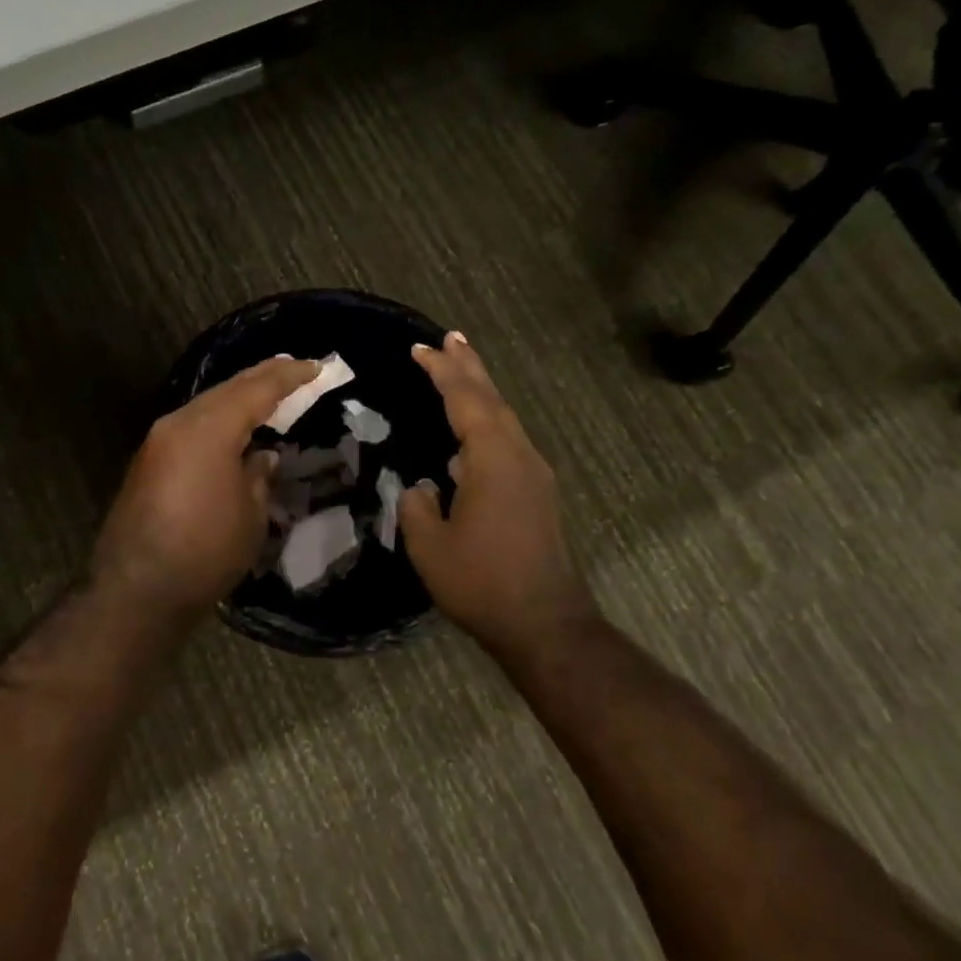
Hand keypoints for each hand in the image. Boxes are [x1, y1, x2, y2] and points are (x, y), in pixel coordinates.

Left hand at [90, 357, 318, 620]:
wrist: (137, 591)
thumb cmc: (205, 552)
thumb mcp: (250, 514)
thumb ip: (258, 475)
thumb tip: (261, 455)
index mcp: (209, 429)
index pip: (257, 390)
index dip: (289, 377)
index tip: (316, 366)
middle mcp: (179, 423)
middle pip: (227, 389)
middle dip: (262, 377)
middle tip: (294, 368)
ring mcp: (158, 442)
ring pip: (206, 405)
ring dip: (238, 396)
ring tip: (268, 391)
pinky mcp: (148, 462)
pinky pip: (191, 426)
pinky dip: (218, 419)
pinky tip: (233, 426)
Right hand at [399, 333, 590, 652]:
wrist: (544, 622)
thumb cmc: (481, 582)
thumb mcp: (430, 546)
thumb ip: (416, 506)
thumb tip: (420, 486)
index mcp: (492, 459)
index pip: (465, 400)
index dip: (442, 372)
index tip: (420, 348)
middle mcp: (519, 455)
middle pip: (491, 399)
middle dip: (468, 367)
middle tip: (449, 338)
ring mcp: (533, 473)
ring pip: (504, 418)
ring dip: (481, 390)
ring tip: (460, 369)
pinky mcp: (537, 492)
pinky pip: (508, 439)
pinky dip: (488, 420)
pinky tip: (473, 432)